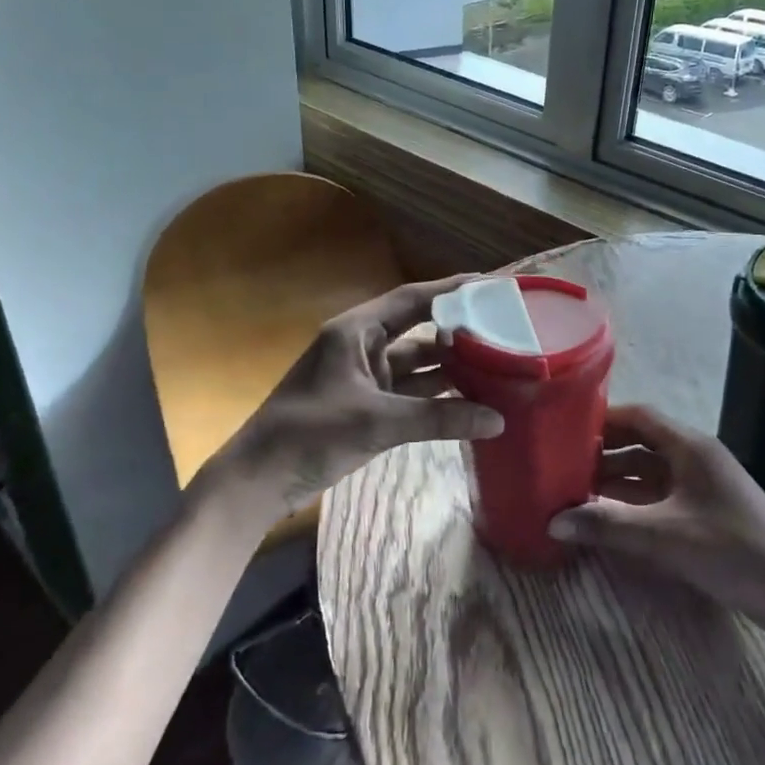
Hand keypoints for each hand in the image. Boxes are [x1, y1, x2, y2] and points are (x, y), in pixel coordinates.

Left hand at [217, 276, 504, 517]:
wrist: (259, 480)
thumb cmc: (310, 434)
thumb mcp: (377, 421)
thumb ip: (438, 418)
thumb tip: (498, 420)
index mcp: (356, 332)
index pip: (412, 299)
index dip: (451, 289)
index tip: (491, 284)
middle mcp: (363, 347)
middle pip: (419, 330)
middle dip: (459, 330)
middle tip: (505, 328)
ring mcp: (365, 378)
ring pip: (417, 364)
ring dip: (451, 366)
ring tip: (499, 363)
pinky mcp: (366, 406)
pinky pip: (410, 393)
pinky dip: (437, 396)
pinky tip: (470, 399)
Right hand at [548, 404, 764, 624]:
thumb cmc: (731, 552)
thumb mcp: (663, 537)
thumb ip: (607, 526)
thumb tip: (552, 521)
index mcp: (691, 447)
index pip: (640, 416)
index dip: (603, 418)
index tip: (566, 428)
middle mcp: (696, 457)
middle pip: (642, 442)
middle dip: (604, 452)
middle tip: (563, 463)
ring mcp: (704, 485)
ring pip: (650, 471)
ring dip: (617, 480)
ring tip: (576, 491)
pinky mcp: (708, 512)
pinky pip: (662, 495)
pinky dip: (635, 502)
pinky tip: (611, 517)